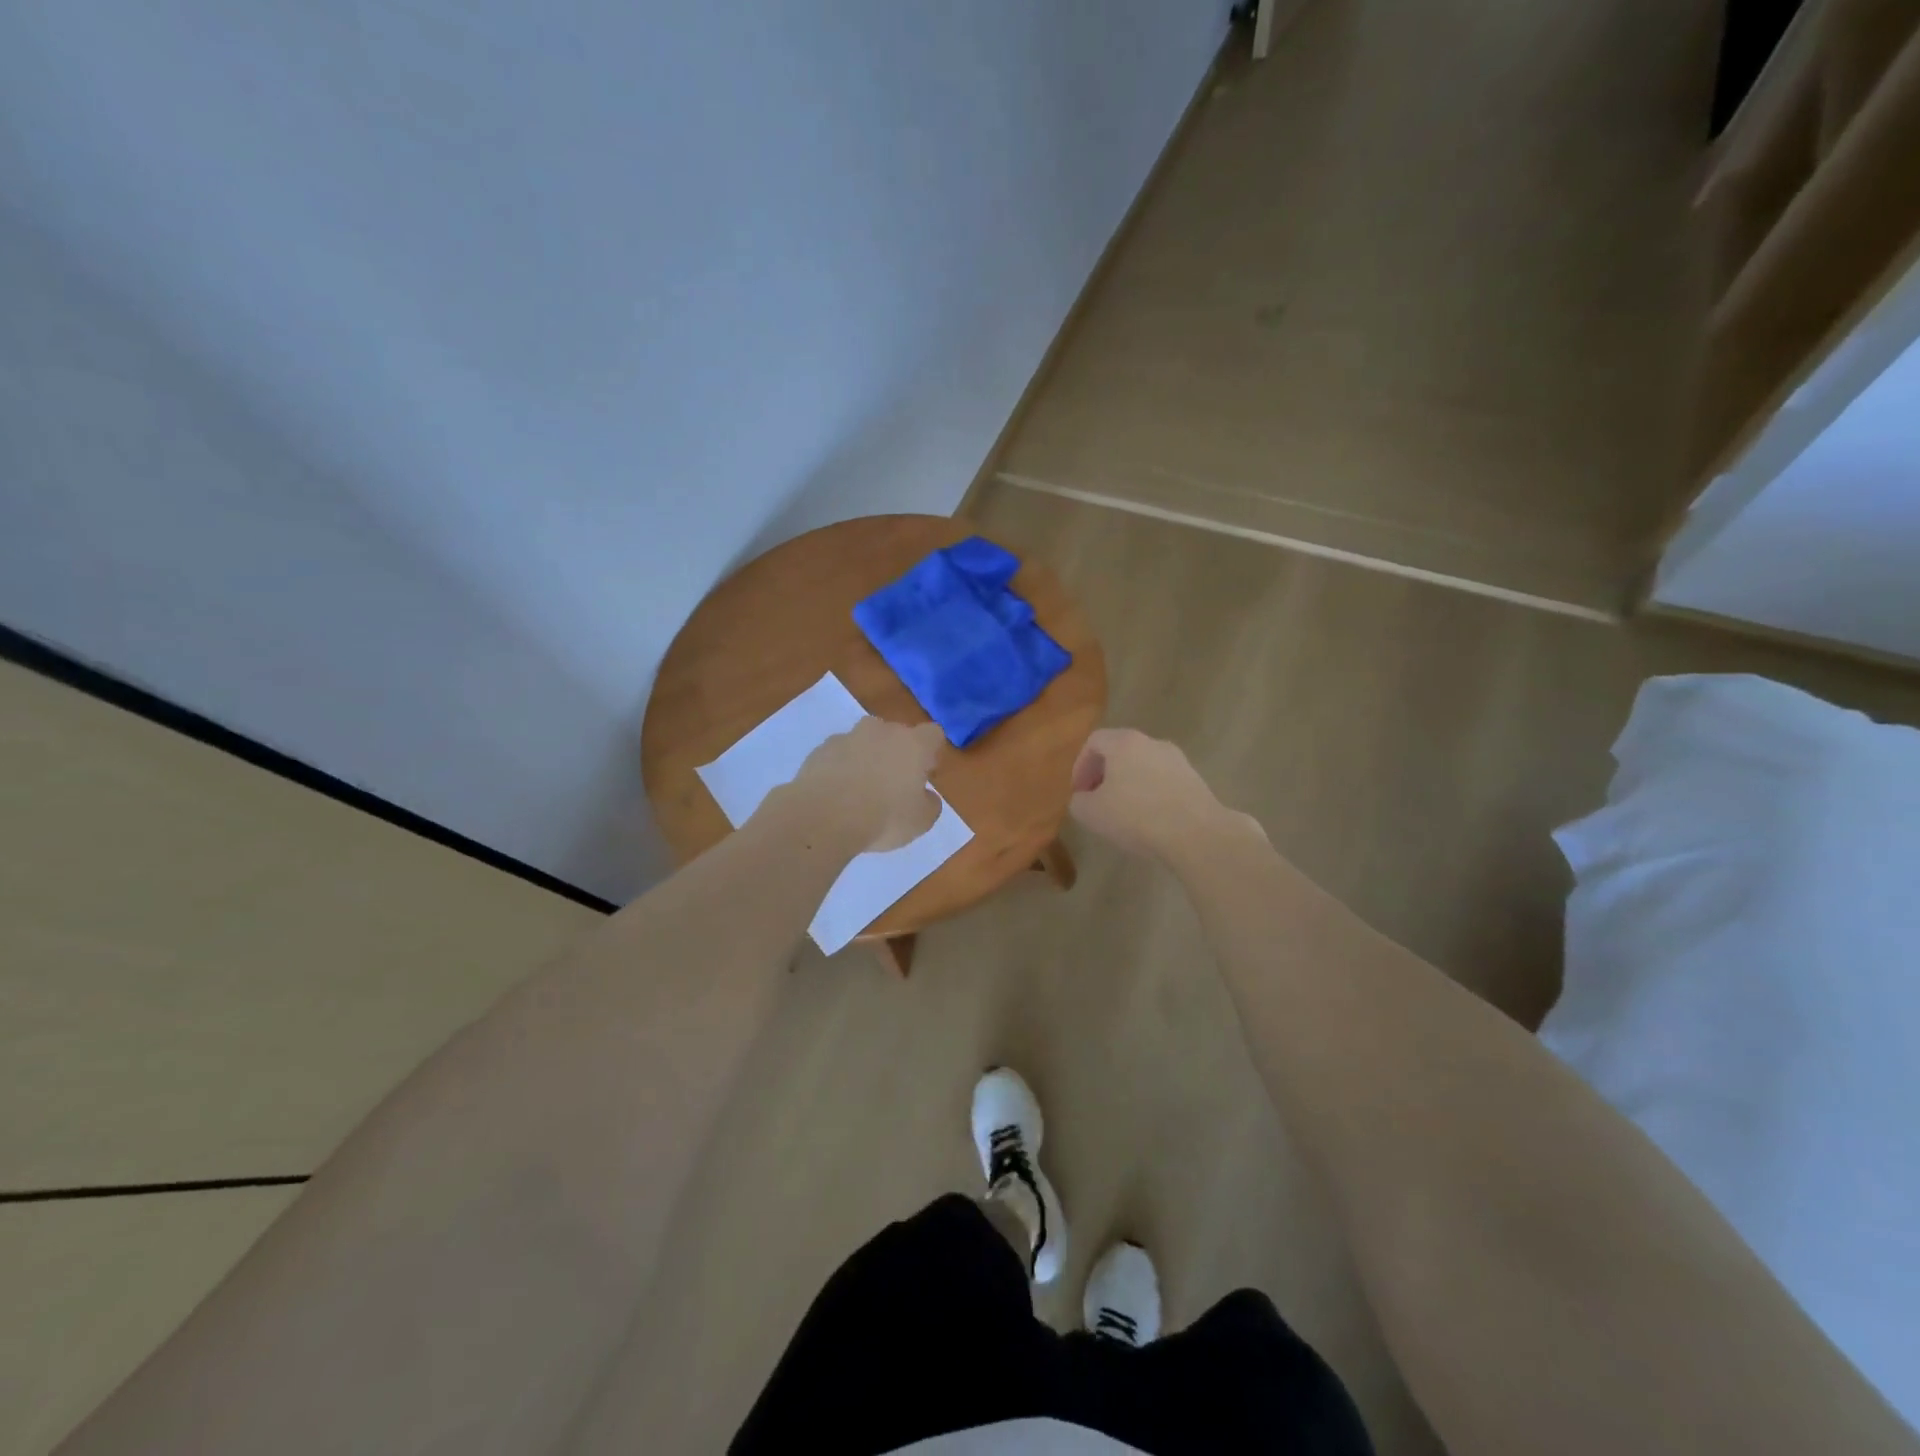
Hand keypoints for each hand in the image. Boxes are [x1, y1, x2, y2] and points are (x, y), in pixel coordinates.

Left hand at [784, 717, 943, 852]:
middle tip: (893, 784)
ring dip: (866, 758)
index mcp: (913, 744)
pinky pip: (838, 754)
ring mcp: (848, 737)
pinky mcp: (821, 749)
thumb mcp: (921, 821)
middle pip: (896, 734)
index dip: (931, 752)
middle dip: (897, 754)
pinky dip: (840, 768)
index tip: (925, 774)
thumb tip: (926, 796)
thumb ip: (930, 804)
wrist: (824, 817)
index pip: (933, 734)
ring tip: (860, 790)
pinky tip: (836, 794)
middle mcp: (882, 731)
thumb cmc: (883, 818)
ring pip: (864, 742)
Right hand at [1068, 727, 1255, 859]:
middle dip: (1104, 774)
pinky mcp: (1195, 780)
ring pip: (1144, 766)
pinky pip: (1163, 782)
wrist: (1196, 834)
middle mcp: (1152, 743)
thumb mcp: (1091, 813)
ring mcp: (1178, 760)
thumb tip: (1084, 799)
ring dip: (1129, 785)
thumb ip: (1079, 801)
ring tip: (1123, 813)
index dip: (1080, 765)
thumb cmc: (1136, 816)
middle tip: (1097, 800)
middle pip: (1120, 751)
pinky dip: (1151, 794)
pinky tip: (1149, 820)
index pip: (1094, 741)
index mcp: (1124, 742)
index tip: (1079, 791)